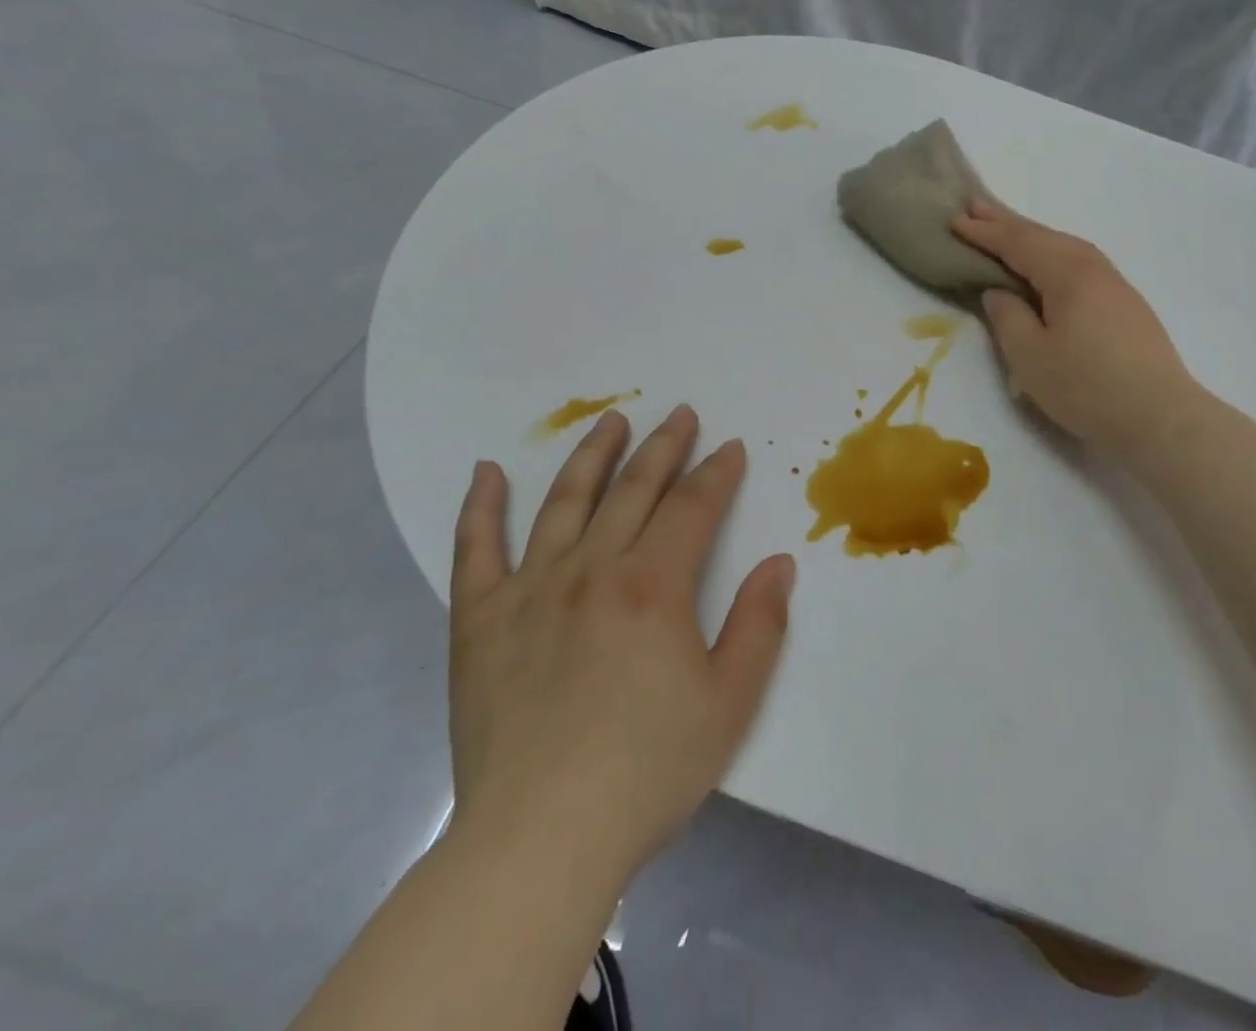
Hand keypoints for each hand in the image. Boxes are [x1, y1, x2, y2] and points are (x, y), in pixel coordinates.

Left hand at [447, 405, 795, 887]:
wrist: (539, 842)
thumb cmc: (647, 770)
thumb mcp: (730, 702)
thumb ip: (760, 624)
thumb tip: (778, 564)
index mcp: (653, 586)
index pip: (693, 507)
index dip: (716, 472)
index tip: (730, 447)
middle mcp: (592, 570)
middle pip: (633, 490)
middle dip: (664, 447)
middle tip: (680, 413)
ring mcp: (531, 590)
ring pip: (565, 502)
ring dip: (592, 455)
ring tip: (611, 421)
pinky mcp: (480, 621)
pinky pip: (476, 550)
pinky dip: (481, 507)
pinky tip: (488, 472)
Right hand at [953, 199, 1201, 458]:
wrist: (1160, 418)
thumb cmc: (1087, 387)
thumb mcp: (1030, 356)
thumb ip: (1007, 317)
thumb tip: (999, 291)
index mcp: (1068, 273)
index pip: (1018, 243)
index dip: (984, 232)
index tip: (954, 219)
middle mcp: (1093, 268)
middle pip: (1043, 236)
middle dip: (1006, 222)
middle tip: (974, 205)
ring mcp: (1114, 284)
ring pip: (1064, 248)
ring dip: (1030, 236)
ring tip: (1004, 229)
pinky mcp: (1125, 304)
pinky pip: (1079, 264)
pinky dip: (1052, 255)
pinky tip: (1047, 264)